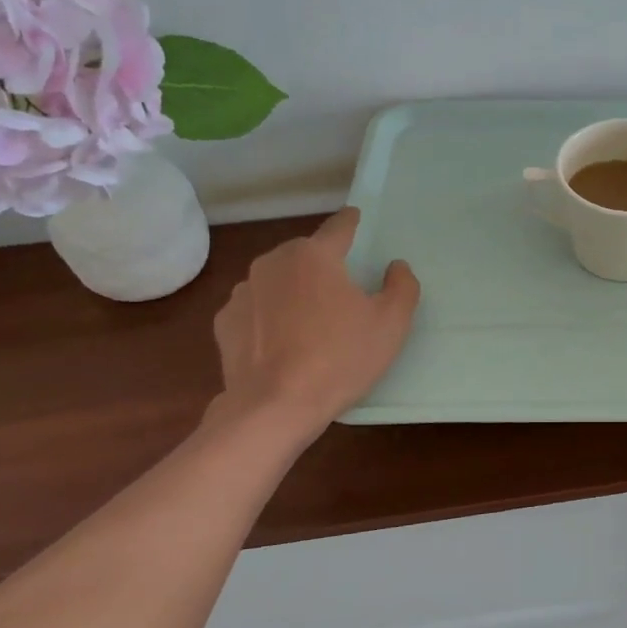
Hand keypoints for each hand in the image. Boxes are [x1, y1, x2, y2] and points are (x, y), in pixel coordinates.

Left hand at [210, 208, 419, 436]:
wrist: (274, 407)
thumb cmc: (340, 359)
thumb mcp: (391, 324)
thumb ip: (402, 286)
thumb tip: (395, 266)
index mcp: (314, 255)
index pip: (339, 226)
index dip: (352, 223)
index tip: (357, 220)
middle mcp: (273, 262)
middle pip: (306, 255)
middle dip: (323, 267)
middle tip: (342, 297)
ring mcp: (243, 291)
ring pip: (279, 281)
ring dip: (295, 292)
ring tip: (310, 326)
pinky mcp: (225, 321)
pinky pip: (257, 309)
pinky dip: (270, 318)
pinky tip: (282, 345)